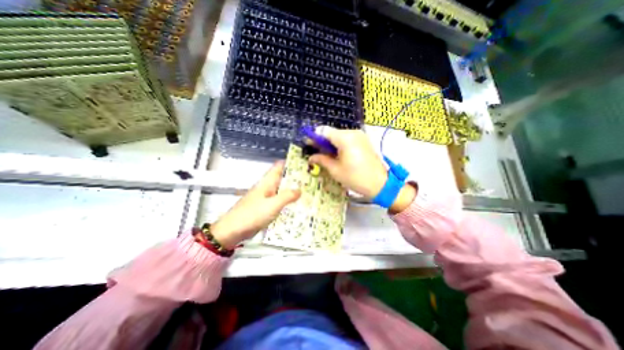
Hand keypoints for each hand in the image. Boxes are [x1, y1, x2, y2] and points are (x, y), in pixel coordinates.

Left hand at [210, 161, 300, 248]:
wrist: (232, 231)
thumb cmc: (252, 215)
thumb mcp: (272, 205)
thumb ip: (287, 196)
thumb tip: (300, 190)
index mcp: (267, 182)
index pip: (279, 167)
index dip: (290, 163)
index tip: (304, 164)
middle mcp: (267, 187)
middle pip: (282, 178)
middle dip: (295, 177)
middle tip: (311, 179)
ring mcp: (266, 198)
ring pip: (282, 190)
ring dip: (292, 189)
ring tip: (308, 191)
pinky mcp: (265, 208)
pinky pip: (279, 201)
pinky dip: (287, 201)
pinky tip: (296, 205)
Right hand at [307, 126, 416, 213]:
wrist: (380, 183)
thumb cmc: (355, 178)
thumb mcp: (335, 170)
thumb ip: (322, 160)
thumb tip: (311, 157)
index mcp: (345, 138)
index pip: (324, 131)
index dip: (314, 137)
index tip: (308, 145)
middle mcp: (353, 132)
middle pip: (332, 132)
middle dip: (322, 141)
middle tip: (317, 153)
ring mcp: (360, 135)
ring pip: (339, 136)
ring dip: (331, 144)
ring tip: (328, 156)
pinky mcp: (364, 140)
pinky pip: (348, 139)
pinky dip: (340, 145)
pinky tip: (339, 155)